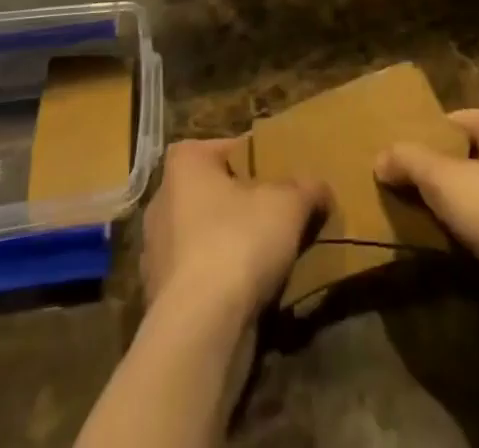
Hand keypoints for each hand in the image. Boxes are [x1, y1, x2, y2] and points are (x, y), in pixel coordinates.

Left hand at [140, 138, 329, 324]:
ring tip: (270, 255)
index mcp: (184, 164)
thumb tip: (321, 187)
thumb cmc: (238, 242)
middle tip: (278, 212)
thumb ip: (307, 188)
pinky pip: (200, 276)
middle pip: (214, 192)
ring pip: (205, 235)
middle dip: (243, 202)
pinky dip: (221, 280)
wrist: (200, 330)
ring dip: (232, 244)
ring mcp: (157, 252)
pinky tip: (250, 291)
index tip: (280, 173)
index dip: (255, 158)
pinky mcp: (160, 298)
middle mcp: (162, 200)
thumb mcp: (288, 204)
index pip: (225, 148)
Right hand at [375, 109, 478, 291]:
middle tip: (405, 187)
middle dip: (440, 172)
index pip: (457, 119)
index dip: (427, 135)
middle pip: (470, 156)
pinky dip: (478, 235)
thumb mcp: (443, 178)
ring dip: (459, 207)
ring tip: (424, 221)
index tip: (400, 156)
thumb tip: (380, 158)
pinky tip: (456, 250)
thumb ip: (409, 161)